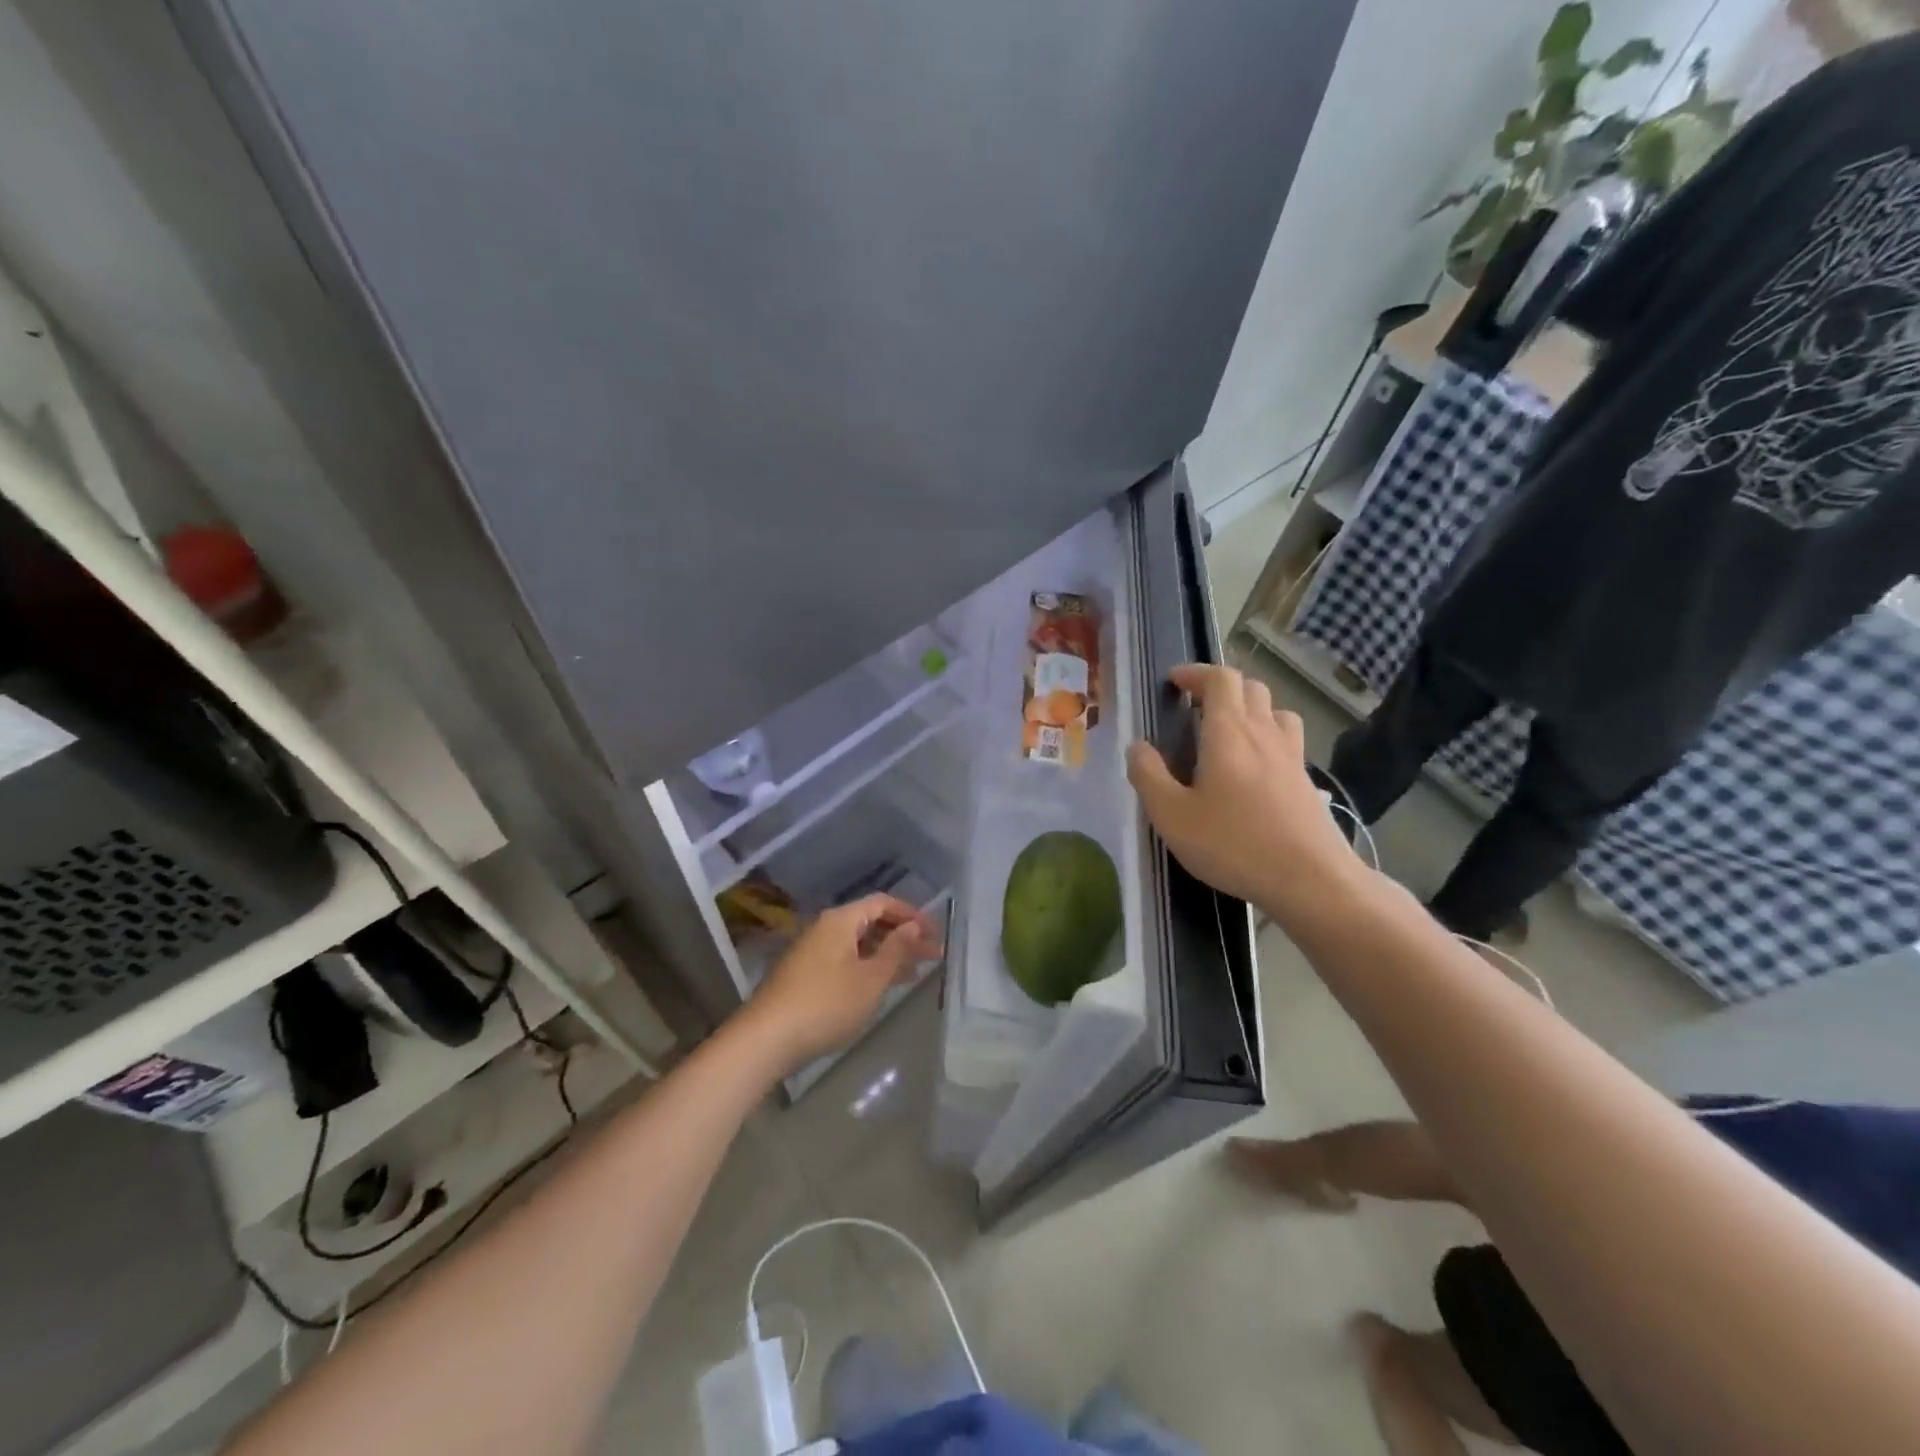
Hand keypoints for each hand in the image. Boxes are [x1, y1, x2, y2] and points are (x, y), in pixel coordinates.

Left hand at [743, 894, 940, 1071]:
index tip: (936, 933)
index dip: (912, 914)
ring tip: (916, 972)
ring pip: (859, 944)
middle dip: (903, 936)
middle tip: (933, 955)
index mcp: (840, 920)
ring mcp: (813, 952)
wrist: (766, 1039)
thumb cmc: (826, 1004)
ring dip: (888, 954)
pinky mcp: (806, 975)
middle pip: (871, 922)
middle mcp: (825, 928)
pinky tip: (883, 986)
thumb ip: (896, 950)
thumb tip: (914, 925)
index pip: (883, 903)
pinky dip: (869, 967)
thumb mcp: (870, 978)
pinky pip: (847, 960)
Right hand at [1126, 663, 1364, 920]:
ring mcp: (1292, 757)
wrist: (1310, 880)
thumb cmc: (1233, 844)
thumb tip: (1137, 747)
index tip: (1174, 683)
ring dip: (1251, 709)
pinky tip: (1255, 769)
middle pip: (1251, 688)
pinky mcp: (1307, 782)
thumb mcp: (1172, 816)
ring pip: (1275, 711)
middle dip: (1220, 688)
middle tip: (1195, 707)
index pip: (1220, 679)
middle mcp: (1264, 734)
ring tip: (1228, 731)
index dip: (1196, 673)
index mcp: (1229, 732)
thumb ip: (1149, 776)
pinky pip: (1288, 741)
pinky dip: (1268, 738)